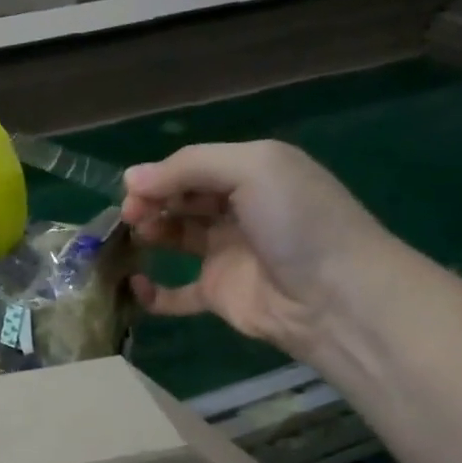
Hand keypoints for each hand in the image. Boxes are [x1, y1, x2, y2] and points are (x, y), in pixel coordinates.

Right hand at [121, 141, 399, 356]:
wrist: (332, 295)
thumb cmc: (296, 221)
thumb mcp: (253, 168)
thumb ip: (191, 167)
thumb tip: (129, 179)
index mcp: (254, 171)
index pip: (195, 166)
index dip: (161, 175)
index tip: (131, 189)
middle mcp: (239, 209)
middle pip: (184, 199)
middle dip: (152, 201)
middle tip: (129, 214)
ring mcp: (227, 254)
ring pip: (176, 238)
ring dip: (151, 233)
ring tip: (134, 237)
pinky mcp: (218, 295)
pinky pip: (176, 294)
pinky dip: (153, 292)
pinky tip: (136, 284)